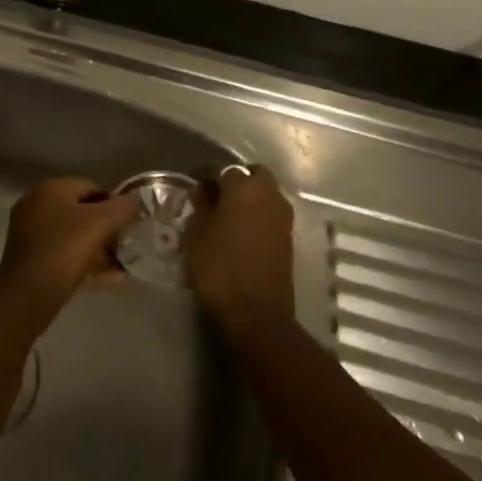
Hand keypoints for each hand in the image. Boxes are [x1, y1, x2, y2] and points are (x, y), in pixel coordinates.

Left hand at [0, 178, 142, 313]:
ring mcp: (28, 231)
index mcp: (50, 188)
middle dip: (105, 228)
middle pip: (80, 211)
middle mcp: (36, 204)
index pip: (90, 186)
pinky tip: (104, 278)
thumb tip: (137, 199)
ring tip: (119, 265)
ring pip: (71, 235)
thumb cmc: (66, 247)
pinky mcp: (28, 256)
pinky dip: (82, 261)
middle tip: (124, 245)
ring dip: (96, 248)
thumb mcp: (102, 222)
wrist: (29, 290)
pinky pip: (61, 253)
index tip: (129, 223)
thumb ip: (124, 207)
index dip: (114, 203)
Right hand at [186, 164, 294, 326]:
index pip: (221, 169)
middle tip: (214, 197)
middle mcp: (269, 193)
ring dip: (248, 197)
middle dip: (234, 181)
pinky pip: (270, 212)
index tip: (192, 186)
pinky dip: (257, 214)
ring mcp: (283, 215)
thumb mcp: (197, 234)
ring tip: (225, 215)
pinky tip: (239, 230)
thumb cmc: (219, 267)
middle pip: (252, 174)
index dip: (204, 176)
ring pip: (265, 193)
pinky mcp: (288, 235)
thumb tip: (202, 191)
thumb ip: (200, 206)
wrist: (256, 311)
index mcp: (244, 187)